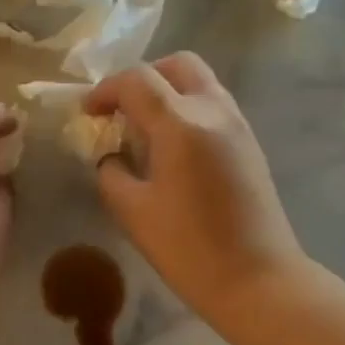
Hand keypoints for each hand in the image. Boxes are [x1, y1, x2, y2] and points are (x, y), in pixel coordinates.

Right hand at [87, 53, 306, 329]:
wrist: (256, 280)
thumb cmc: (188, 249)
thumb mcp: (132, 212)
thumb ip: (112, 174)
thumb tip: (111, 158)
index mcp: (180, 124)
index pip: (137, 80)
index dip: (105, 90)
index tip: (88, 113)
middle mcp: (214, 111)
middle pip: (177, 65)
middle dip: (143, 78)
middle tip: (120, 110)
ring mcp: (238, 126)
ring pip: (200, 83)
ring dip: (168, 92)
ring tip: (143, 130)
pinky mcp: (250, 145)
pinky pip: (214, 106)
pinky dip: (187, 110)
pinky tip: (172, 149)